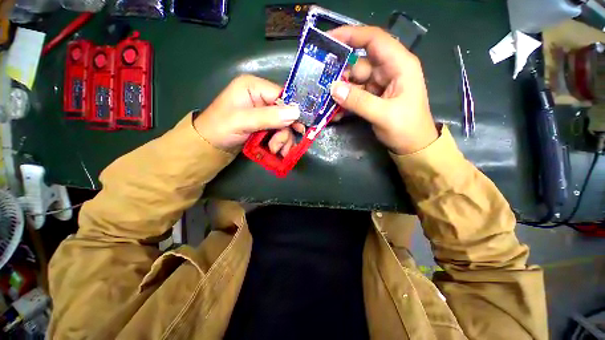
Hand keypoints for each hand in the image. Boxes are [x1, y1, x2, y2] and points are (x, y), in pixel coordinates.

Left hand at [194, 75, 302, 153]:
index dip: (293, 112)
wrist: (209, 145)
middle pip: (286, 113)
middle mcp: (261, 97)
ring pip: (285, 125)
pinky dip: (280, 143)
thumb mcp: (242, 121)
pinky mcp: (264, 125)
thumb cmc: (220, 128)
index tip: (299, 129)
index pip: (283, 95)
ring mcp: (264, 112)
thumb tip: (296, 113)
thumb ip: (269, 117)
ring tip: (275, 151)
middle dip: (285, 132)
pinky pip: (280, 132)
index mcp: (254, 87)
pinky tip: (277, 151)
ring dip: (283, 140)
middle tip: (280, 146)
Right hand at [329, 26, 438, 154]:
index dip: (351, 35)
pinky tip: (335, 113)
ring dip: (340, 93)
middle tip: (321, 85)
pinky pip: (354, 96)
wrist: (412, 146)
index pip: (374, 40)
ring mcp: (379, 85)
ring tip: (326, 104)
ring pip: (354, 82)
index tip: (328, 40)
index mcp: (399, 65)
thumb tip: (333, 88)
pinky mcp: (372, 98)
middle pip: (359, 64)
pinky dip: (344, 103)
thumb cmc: (407, 128)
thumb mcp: (384, 114)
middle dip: (340, 75)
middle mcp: (388, 71)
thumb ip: (358, 101)